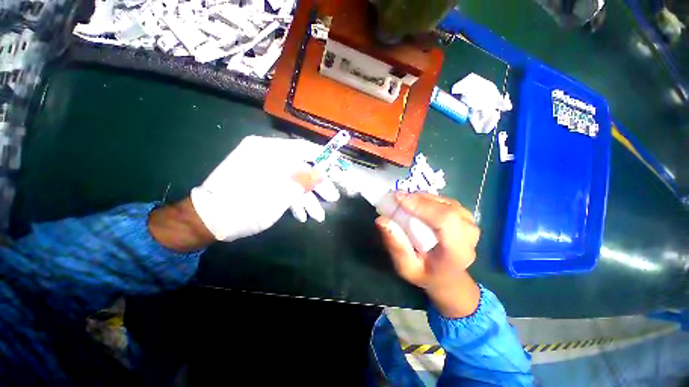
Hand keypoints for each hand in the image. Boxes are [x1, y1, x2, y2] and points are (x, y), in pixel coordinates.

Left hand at [190, 136, 336, 241]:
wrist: (206, 221)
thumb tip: (323, 172)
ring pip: (292, 178)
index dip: (323, 159)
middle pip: (301, 166)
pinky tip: (302, 214)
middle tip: (332, 198)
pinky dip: (292, 198)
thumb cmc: (244, 207)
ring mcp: (263, 168)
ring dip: (306, 197)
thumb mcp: (278, 196)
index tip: (337, 170)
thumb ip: (302, 181)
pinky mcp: (260, 180)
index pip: (304, 149)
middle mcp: (266, 154)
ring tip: (317, 216)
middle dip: (317, 185)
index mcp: (268, 150)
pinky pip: (281, 184)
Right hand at [375, 193, 480, 317]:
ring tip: (404, 201)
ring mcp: (470, 223)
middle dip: (418, 199)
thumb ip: (396, 246)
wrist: (448, 277)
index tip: (398, 198)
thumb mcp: (406, 268)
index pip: (445, 221)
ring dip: (422, 198)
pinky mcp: (466, 216)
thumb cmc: (425, 274)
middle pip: (445, 208)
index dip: (422, 206)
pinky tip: (416, 203)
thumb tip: (382, 220)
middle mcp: (469, 235)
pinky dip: (428, 199)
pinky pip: (445, 201)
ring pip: (444, 201)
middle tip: (397, 198)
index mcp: (457, 252)